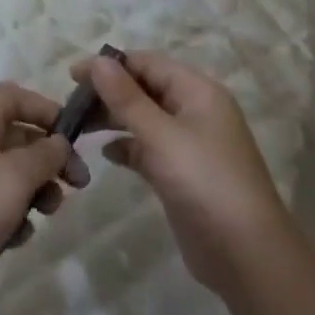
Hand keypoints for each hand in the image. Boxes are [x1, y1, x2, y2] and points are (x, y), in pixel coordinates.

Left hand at [0, 82, 90, 314]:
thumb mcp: (14, 175)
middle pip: (18, 138)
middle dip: (50, 159)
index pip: (13, 96)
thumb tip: (59, 141)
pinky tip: (13, 241)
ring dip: (34, 194)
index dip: (45, 108)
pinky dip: (11, 221)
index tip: (73, 137)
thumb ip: (45, 154)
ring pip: (12, 177)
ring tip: (44, 214)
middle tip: (77, 185)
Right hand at [77, 52, 291, 298]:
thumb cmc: (204, 182)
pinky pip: (148, 148)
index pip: (148, 63)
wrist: (245, 253)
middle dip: (108, 93)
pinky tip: (105, 154)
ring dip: (113, 119)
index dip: (110, 65)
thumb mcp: (161, 135)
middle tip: (70, 105)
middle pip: (145, 89)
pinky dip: (126, 147)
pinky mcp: (181, 174)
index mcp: (198, 91)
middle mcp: (195, 111)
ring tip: (78, 127)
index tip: (71, 75)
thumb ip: (127, 98)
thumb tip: (99, 60)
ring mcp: (189, 144)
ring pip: (144, 119)